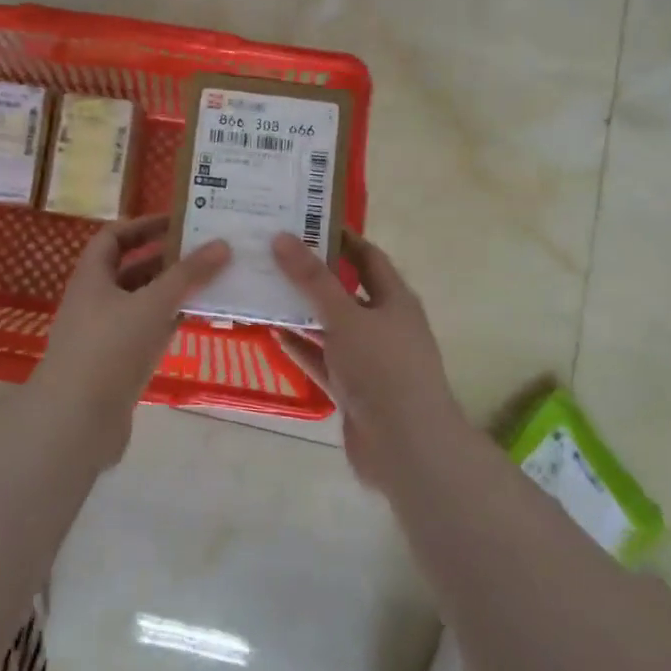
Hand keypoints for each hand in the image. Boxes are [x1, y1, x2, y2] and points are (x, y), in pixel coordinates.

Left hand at [31, 215, 229, 451]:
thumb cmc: (109, 348)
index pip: (114, 237)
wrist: (75, 421)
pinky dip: (168, 323)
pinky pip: (146, 333)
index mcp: (92, 277)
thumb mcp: (152, 303)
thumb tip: (222, 243)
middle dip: (165, 259)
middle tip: (205, 251)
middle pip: (131, 270)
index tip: (179, 222)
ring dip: (171, 292)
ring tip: (210, 281)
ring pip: (141, 303)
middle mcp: (95, 301)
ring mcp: (105, 335)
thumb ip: (187, 274)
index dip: (143, 225)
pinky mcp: (117, 365)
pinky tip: (197, 319)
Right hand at [271, 231, 468, 486]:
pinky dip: (301, 347)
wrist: (407, 449)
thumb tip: (282, 237)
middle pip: (344, 290)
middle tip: (272, 254)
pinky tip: (272, 333)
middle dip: (312, 275)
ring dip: (302, 312)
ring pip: (330, 327)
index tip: (303, 221)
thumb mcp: (345, 317)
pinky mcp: (352, 389)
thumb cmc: (383, 370)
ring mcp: (368, 360)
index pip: (367, 256)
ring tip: (263, 289)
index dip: (339, 238)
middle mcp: (383, 325)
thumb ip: (312, 280)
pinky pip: (322, 360)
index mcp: (394, 300)